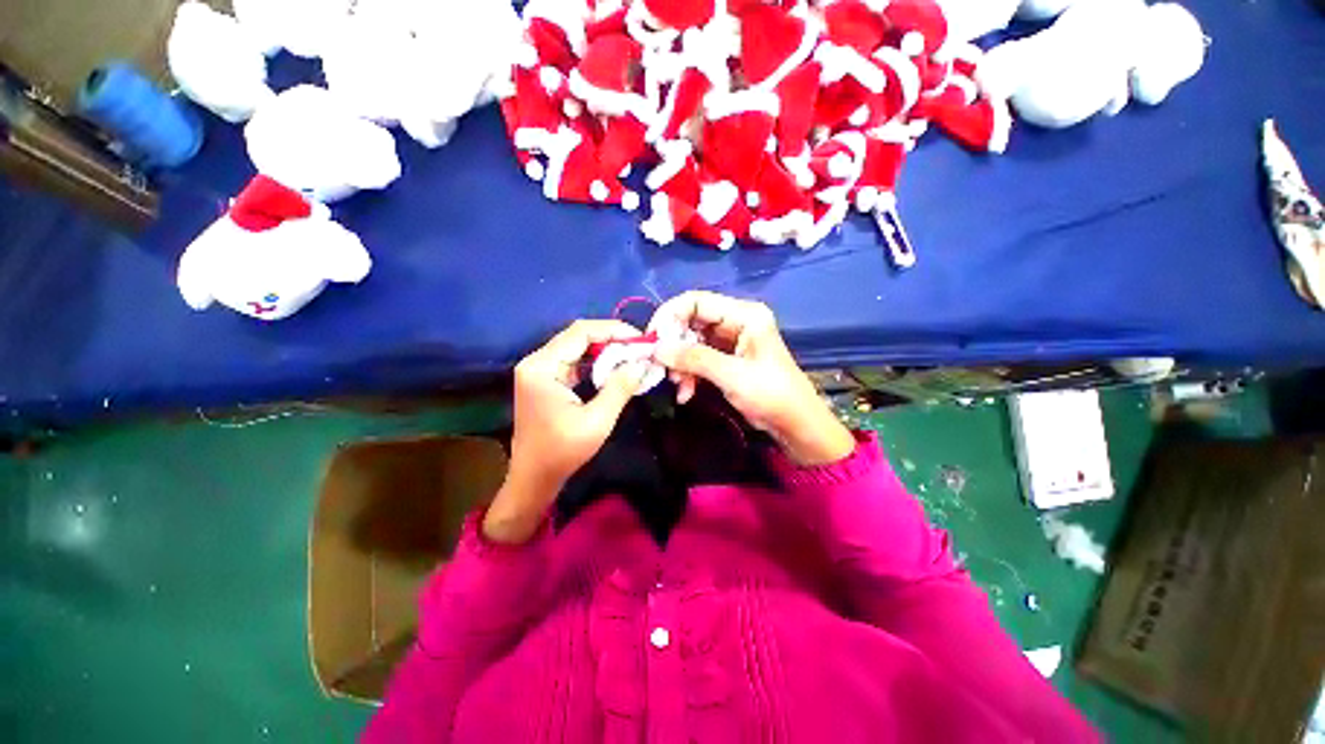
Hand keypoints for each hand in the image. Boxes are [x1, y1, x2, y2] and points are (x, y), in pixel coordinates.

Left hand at [484, 320, 649, 543]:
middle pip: (577, 337)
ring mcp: (539, 370)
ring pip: (577, 348)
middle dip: (611, 339)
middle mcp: (536, 362)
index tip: (640, 338)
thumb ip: (619, 388)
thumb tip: (641, 363)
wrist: (533, 478)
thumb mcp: (597, 421)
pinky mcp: (545, 380)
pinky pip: (573, 362)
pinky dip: (595, 362)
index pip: (580, 333)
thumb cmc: (562, 452)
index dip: (613, 330)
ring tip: (632, 355)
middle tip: (640, 347)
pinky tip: (614, 368)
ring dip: (605, 350)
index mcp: (542, 367)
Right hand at [649, 291, 854, 465]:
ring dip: (680, 364)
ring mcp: (730, 341)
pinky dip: (689, 374)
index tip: (651, 339)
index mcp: (743, 314)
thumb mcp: (731, 375)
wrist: (794, 424)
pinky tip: (686, 393)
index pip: (696, 301)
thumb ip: (693, 358)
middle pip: (691, 322)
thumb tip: (656, 348)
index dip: (670, 316)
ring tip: (678, 386)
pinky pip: (697, 359)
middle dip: (674, 346)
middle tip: (662, 367)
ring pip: (691, 343)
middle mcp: (735, 321)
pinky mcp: (725, 359)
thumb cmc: (771, 394)